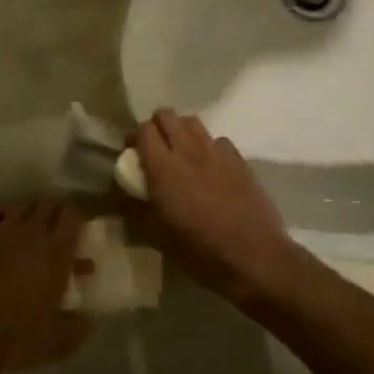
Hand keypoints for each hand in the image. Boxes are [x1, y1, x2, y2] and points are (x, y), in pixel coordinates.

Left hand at [0, 198, 90, 373]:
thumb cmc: (16, 339)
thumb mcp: (58, 341)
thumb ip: (79, 326)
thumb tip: (89, 319)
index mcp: (56, 252)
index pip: (73, 215)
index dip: (78, 218)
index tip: (79, 229)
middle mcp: (30, 232)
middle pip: (48, 203)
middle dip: (56, 212)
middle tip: (57, 229)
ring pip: (21, 205)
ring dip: (29, 213)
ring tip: (30, 230)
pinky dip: (1, 218)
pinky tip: (1, 231)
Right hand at [135, 110, 302, 299]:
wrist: (255, 257)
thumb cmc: (201, 251)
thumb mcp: (158, 237)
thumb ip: (135, 212)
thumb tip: (118, 200)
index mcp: (162, 168)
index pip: (143, 130)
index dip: (135, 139)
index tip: (134, 156)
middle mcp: (187, 151)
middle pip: (167, 115)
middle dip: (157, 127)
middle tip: (156, 151)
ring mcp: (216, 152)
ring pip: (192, 122)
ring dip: (182, 131)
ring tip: (182, 154)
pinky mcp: (239, 160)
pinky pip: (218, 140)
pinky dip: (209, 147)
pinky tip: (211, 168)